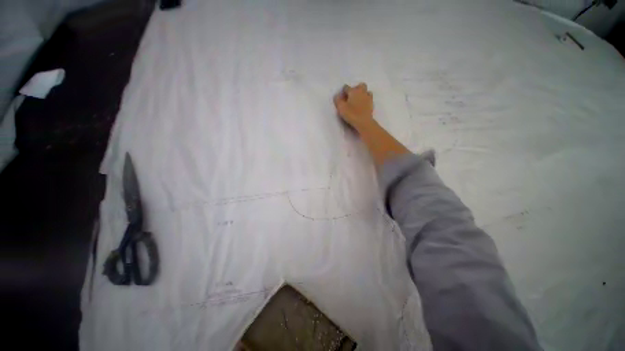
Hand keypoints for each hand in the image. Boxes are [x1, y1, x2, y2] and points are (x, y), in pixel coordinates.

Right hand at [333, 83, 373, 129]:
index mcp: (353, 91)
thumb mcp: (341, 108)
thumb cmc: (351, 114)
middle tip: (350, 97)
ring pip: (365, 90)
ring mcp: (368, 97)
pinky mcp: (371, 103)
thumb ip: (337, 100)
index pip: (346, 87)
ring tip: (357, 100)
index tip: (341, 98)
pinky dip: (365, 98)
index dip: (342, 92)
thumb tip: (337, 95)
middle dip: (354, 89)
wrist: (364, 122)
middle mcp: (361, 91)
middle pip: (359, 85)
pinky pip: (369, 97)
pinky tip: (362, 104)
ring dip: (361, 93)